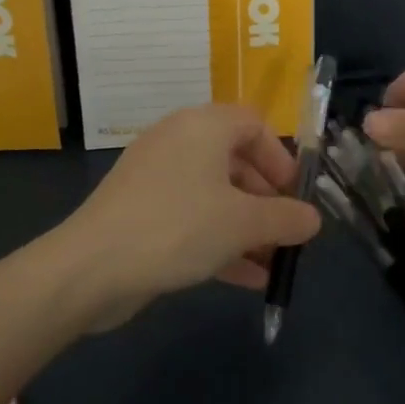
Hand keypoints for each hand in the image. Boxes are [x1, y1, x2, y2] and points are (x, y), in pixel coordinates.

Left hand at [59, 105, 320, 329]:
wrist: (91, 267)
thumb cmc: (177, 227)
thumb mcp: (243, 223)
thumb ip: (285, 218)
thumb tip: (313, 219)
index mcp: (203, 126)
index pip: (253, 125)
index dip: (280, 159)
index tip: (295, 197)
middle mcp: (179, 141)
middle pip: (235, 161)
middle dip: (266, 200)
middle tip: (285, 234)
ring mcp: (156, 177)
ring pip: (214, 194)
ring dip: (246, 226)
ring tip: (272, 263)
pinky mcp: (142, 210)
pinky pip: (192, 217)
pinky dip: (219, 240)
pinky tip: (247, 279)